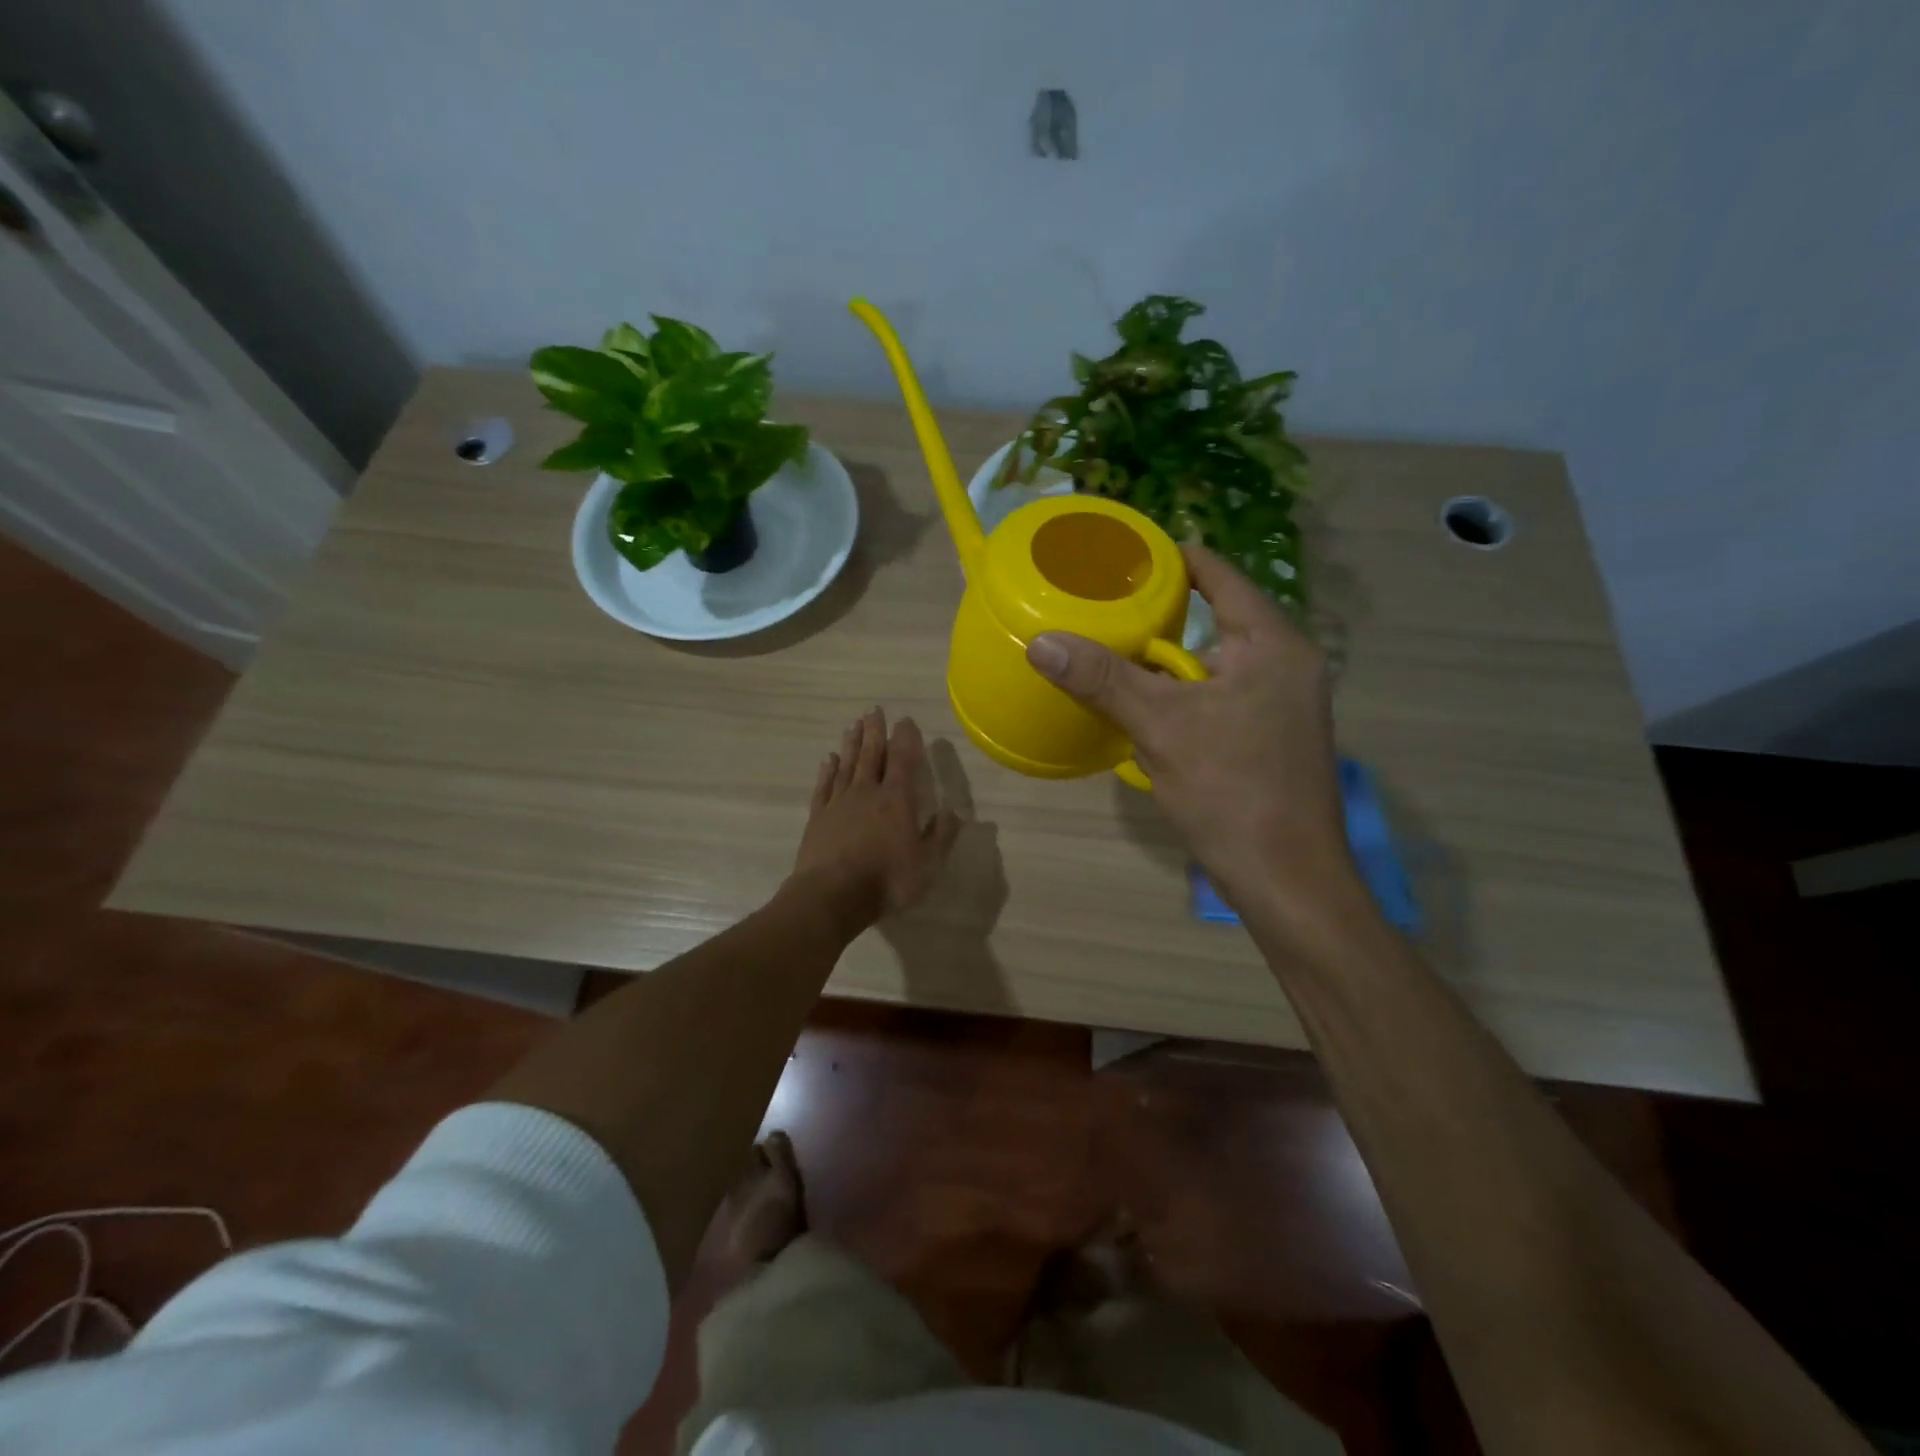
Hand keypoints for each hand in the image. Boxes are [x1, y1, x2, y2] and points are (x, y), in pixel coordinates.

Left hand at [788, 707, 961, 940]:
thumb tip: (953, 812)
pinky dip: (828, 770)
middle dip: (875, 731)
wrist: (831, 895)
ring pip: (847, 764)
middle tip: (874, 710)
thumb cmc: (886, 879)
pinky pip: (824, 785)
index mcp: (896, 799)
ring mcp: (839, 802)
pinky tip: (830, 759)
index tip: (906, 720)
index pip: (903, 759)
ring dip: (852, 743)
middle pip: (871, 754)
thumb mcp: (927, 864)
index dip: (906, 738)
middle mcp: (867, 792)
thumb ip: (941, 835)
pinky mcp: (818, 816)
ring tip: (854, 725)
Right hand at [1026, 544, 1358, 920]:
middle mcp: (1286, 665)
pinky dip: (1182, 693)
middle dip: (1162, 612)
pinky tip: (1144, 706)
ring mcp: (1282, 705)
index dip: (1173, 559)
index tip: (1123, 557)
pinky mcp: (1270, 738)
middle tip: (1106, 605)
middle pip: (1218, 618)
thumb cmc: (1232, 791)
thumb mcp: (1161, 727)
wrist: (1287, 879)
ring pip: (1215, 663)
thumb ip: (1104, 680)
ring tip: (1114, 649)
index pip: (1221, 576)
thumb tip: (1042, 642)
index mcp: (1273, 645)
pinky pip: (1220, 696)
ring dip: (1169, 659)